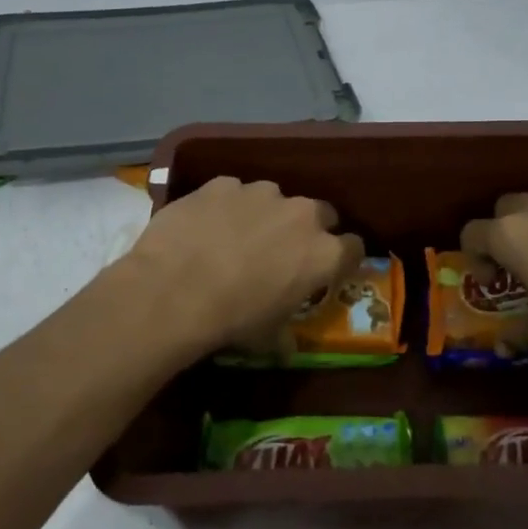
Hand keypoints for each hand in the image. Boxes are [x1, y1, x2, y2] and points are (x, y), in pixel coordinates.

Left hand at [118, 176, 363, 358]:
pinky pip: (233, 192)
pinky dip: (225, 206)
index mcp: (323, 253)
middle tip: (283, 251)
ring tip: (236, 237)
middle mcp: (302, 214)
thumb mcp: (267, 337)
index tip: (328, 269)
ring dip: (264, 214)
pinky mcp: (223, 183)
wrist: (173, 291)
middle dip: (307, 229)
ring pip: (274, 198)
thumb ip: (285, 333)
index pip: (354, 247)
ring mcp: (261, 193)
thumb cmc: (231, 320)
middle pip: (320, 214)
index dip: (342, 258)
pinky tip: (205, 227)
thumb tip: (286, 345)